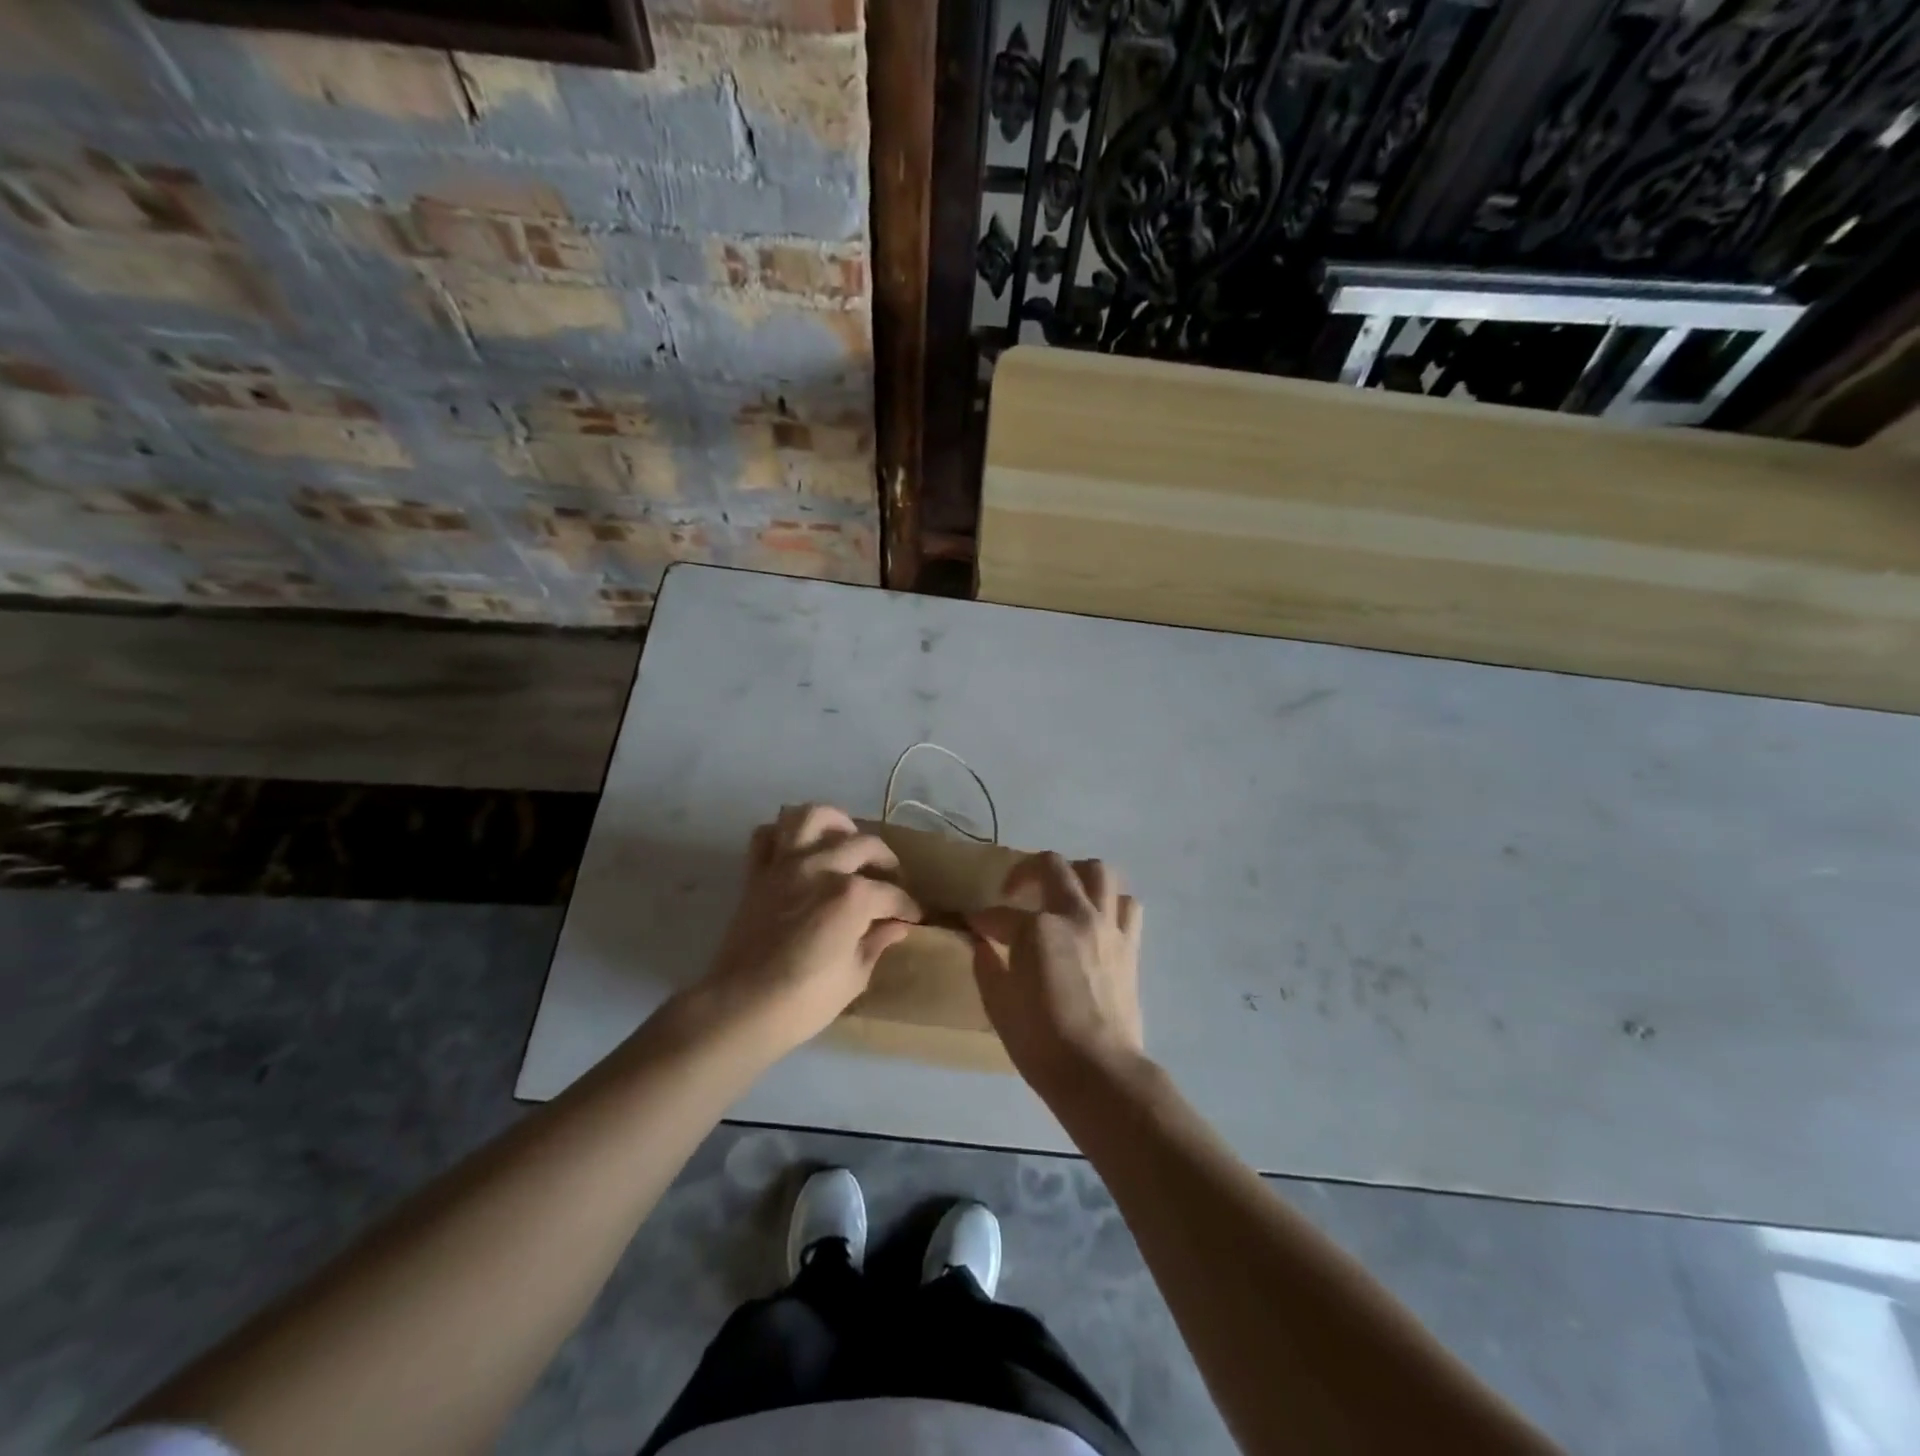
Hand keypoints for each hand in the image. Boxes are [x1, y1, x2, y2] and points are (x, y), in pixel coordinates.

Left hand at [697, 804, 921, 1054]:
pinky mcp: (757, 873)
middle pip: (863, 845)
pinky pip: (766, 836)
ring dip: (834, 822)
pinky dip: (782, 835)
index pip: (892, 894)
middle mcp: (822, 867)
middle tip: (891, 879)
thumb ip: (877, 943)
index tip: (913, 918)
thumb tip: (896, 926)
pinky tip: (797, 849)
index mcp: (852, 896)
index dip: (908, 907)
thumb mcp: (855, 977)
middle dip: (885, 861)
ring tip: (845, 839)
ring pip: (811, 816)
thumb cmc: (804, 1001)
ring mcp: (785, 865)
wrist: (740, 1008)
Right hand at [969, 854, 1144, 1094]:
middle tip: (1014, 892)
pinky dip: (1111, 902)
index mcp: (1037, 929)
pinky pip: (1127, 906)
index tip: (973, 926)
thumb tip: (981, 943)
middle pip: (1052, 866)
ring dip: (1076, 874)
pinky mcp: (1130, 946)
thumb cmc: (1041, 1042)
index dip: (983, 919)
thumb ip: (986, 965)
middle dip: (1025, 872)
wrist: (1098, 1072)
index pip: (1001, 914)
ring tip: (1062, 891)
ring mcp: (1107, 927)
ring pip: (1099, 872)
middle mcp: (1074, 915)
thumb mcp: (998, 1004)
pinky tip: (1096, 917)